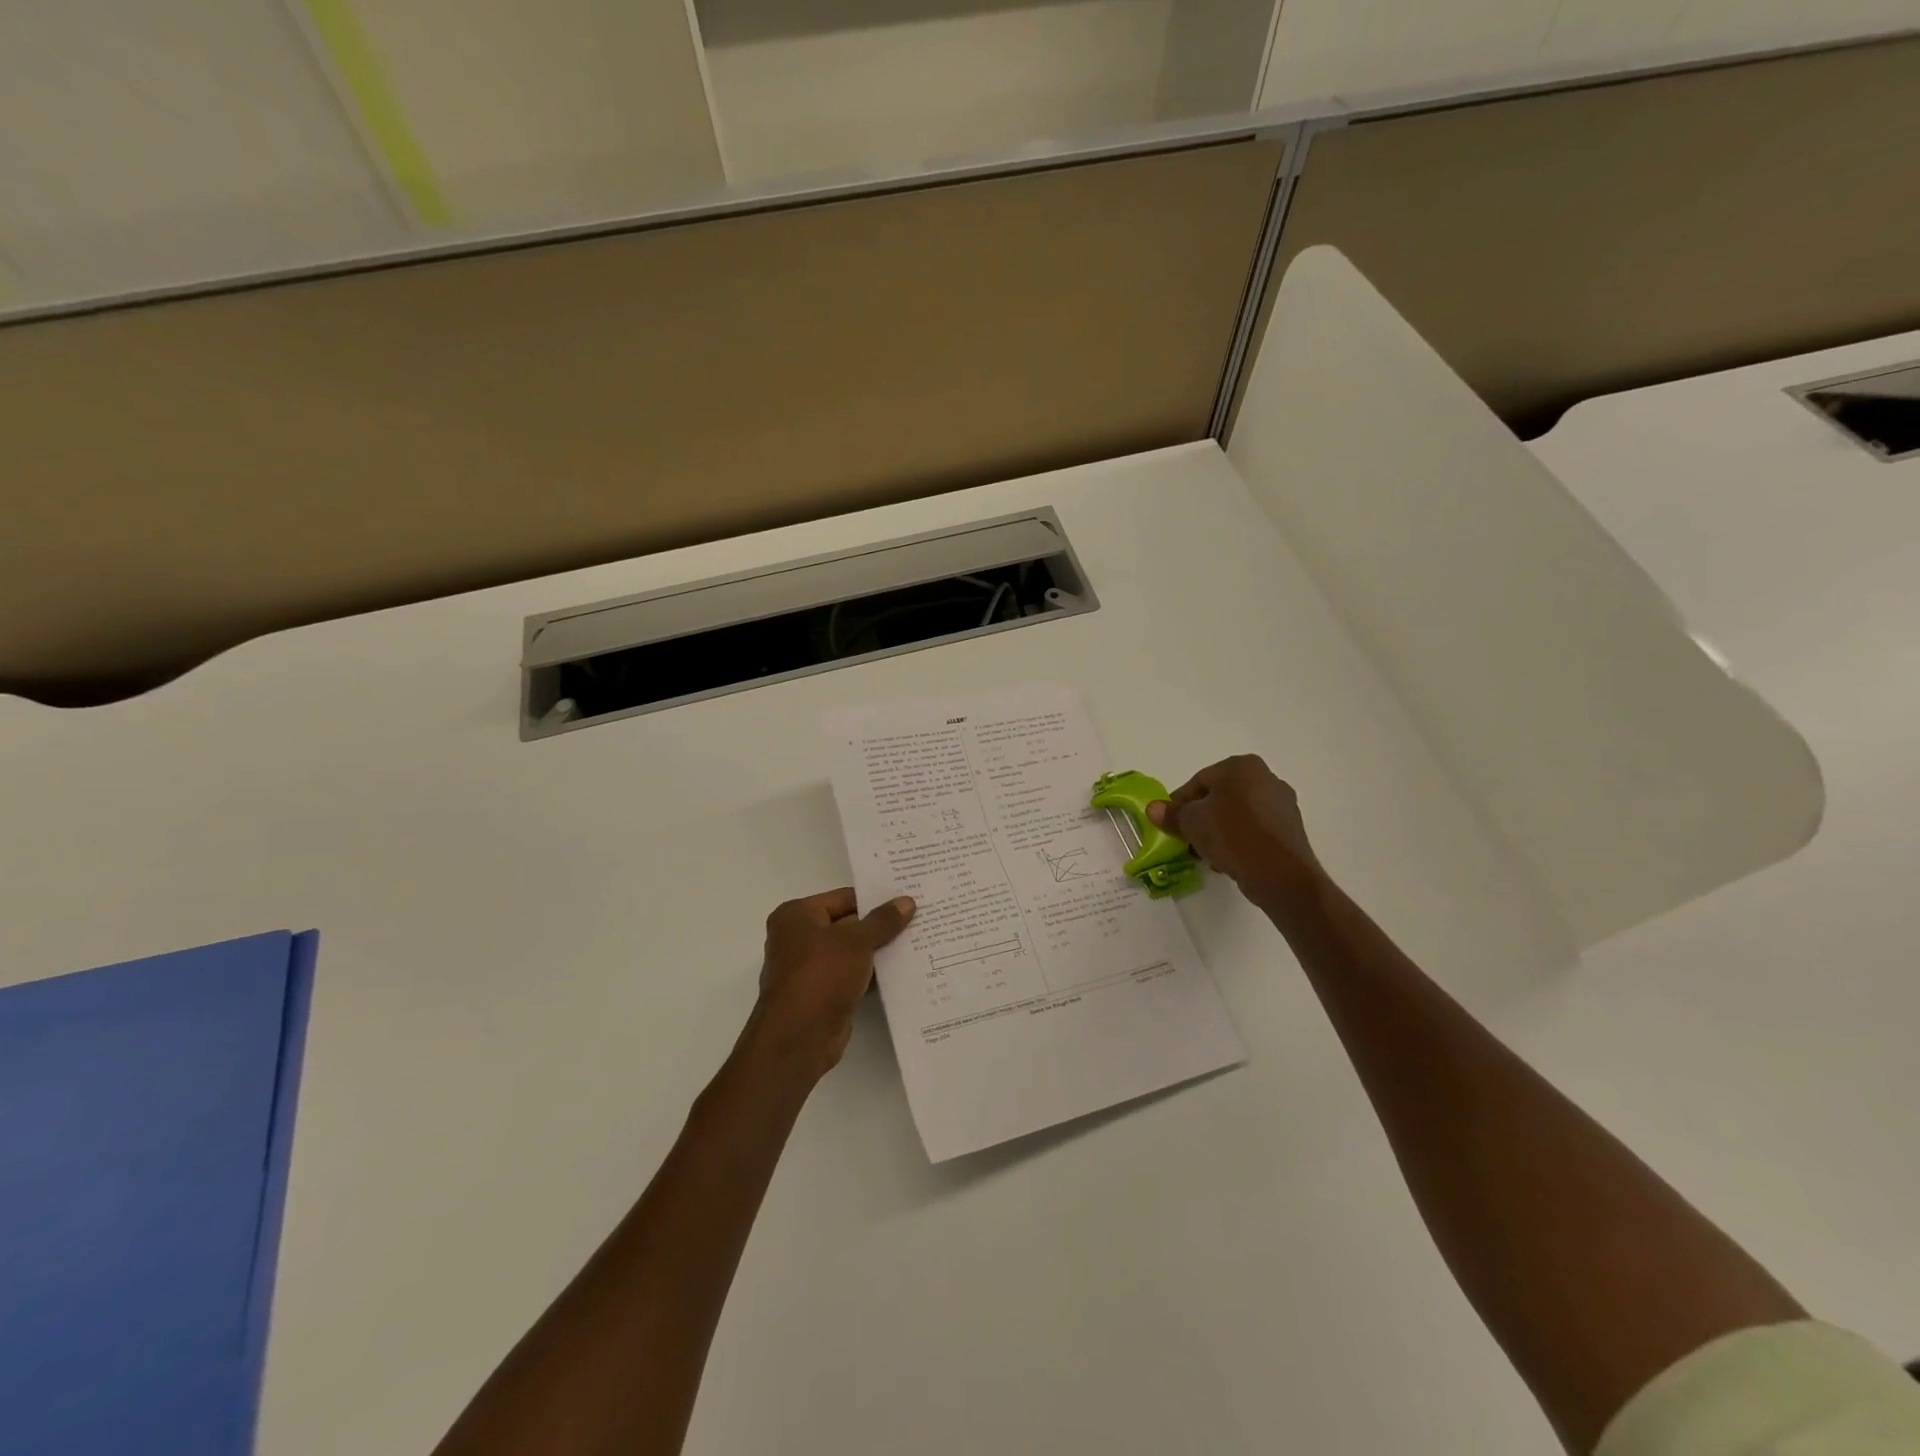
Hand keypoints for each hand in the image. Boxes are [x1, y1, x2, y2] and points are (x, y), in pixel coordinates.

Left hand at [749, 888, 915, 1077]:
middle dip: (880, 925)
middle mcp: (798, 937)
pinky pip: (852, 975)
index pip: (844, 898)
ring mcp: (810, 968)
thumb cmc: (820, 976)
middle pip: (848, 924)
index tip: (908, 897)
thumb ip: (882, 921)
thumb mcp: (856, 942)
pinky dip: (873, 973)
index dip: (876, 898)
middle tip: (919, 917)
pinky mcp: (822, 994)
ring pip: (852, 951)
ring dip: (879, 951)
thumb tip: (907, 901)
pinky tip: (904, 970)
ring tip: (919, 941)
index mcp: (797, 915)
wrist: (798, 1039)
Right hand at [1147, 756, 1322, 916]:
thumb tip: (1153, 809)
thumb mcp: (1191, 822)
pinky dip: (1240, 840)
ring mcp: (1282, 804)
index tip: (1170, 825)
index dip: (1180, 804)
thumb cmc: (1231, 834)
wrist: (1279, 872)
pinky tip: (1229, 860)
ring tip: (1207, 854)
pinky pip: (1255, 830)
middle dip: (1201, 818)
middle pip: (1220, 797)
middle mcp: (1266, 777)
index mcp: (1241, 766)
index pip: (1198, 781)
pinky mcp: (1291, 829)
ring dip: (1219, 831)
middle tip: (1187, 840)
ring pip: (1237, 815)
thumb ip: (1171, 813)